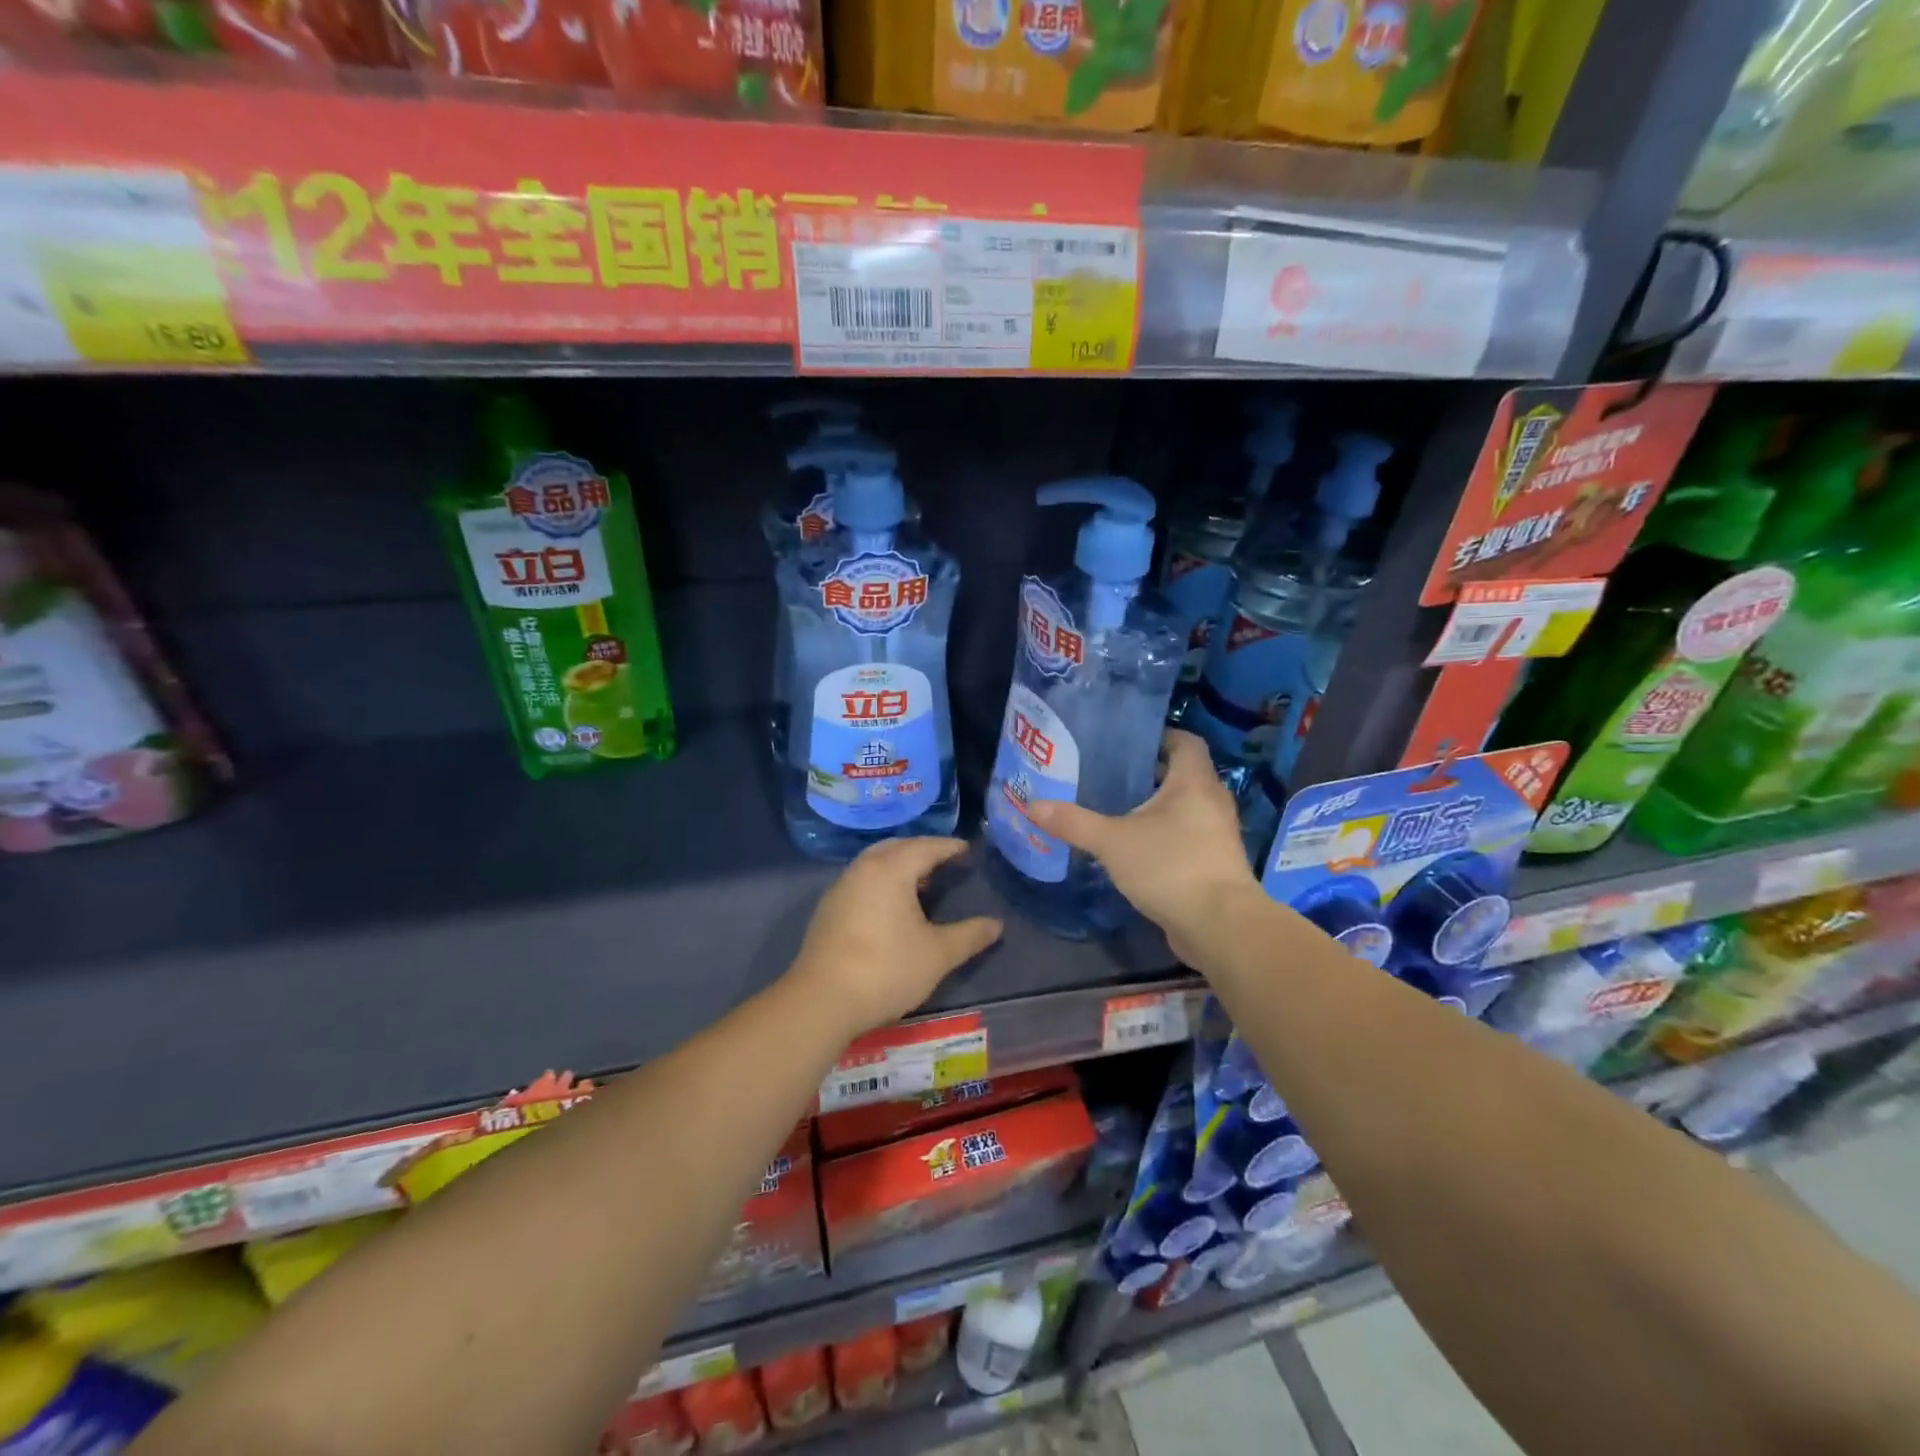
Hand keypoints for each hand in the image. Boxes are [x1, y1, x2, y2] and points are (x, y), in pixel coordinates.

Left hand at [790, 838, 1002, 1036]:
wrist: (822, 1000)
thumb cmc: (886, 969)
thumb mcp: (938, 954)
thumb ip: (969, 935)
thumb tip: (996, 924)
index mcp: (891, 869)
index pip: (926, 847)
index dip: (950, 847)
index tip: (968, 851)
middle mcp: (863, 868)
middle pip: (898, 847)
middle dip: (923, 851)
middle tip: (946, 862)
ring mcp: (841, 887)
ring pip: (876, 862)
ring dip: (900, 865)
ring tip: (923, 883)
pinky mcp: (829, 908)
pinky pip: (863, 880)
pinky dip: (883, 881)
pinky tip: (892, 907)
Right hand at [1029, 730, 1261, 965]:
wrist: (1219, 926)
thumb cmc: (1170, 866)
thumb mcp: (1112, 842)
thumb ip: (1073, 822)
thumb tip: (1032, 805)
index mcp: (1194, 782)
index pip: (1185, 742)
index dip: (1160, 736)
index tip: (1127, 742)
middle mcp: (1212, 801)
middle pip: (1183, 774)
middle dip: (1149, 773)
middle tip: (1109, 774)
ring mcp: (1217, 834)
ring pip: (1185, 807)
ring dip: (1156, 807)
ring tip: (1116, 809)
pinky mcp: (1214, 863)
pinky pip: (1188, 836)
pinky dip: (1164, 834)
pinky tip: (1134, 847)